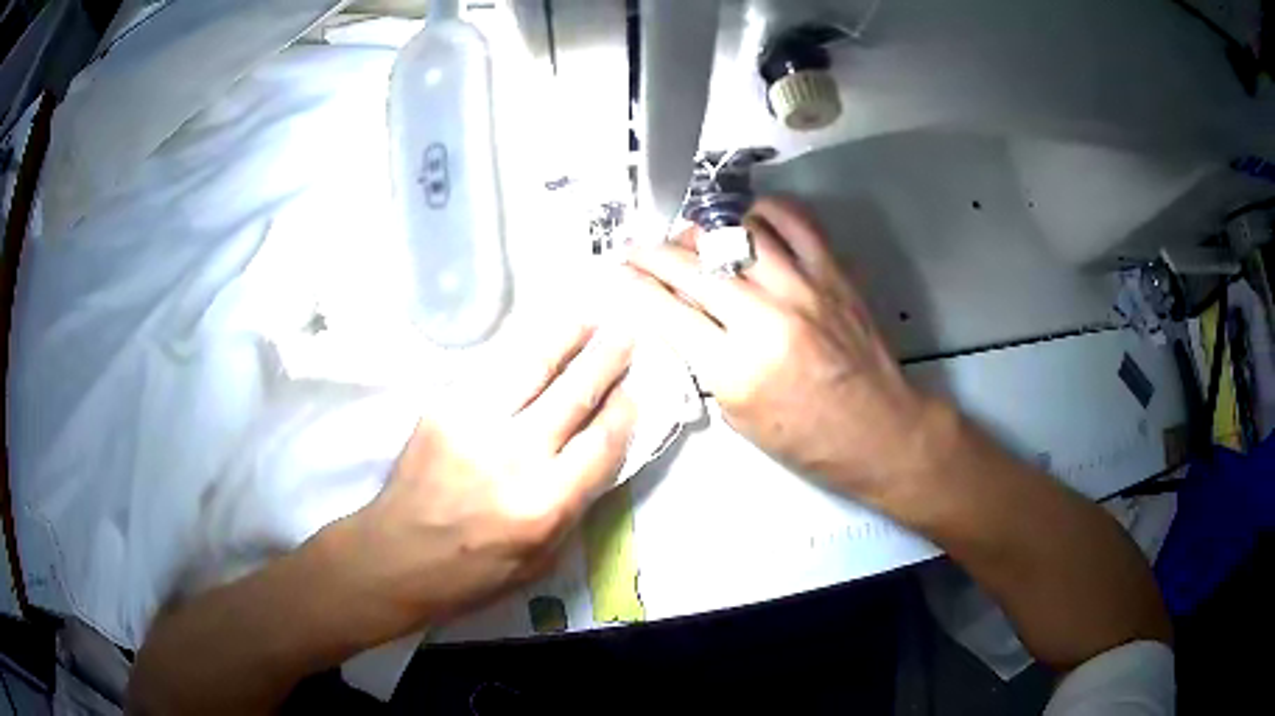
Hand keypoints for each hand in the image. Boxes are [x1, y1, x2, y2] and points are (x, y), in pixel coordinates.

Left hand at [342, 321, 636, 629]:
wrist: (395, 555)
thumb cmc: (473, 572)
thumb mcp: (541, 560)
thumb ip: (574, 506)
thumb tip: (598, 453)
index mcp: (545, 504)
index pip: (601, 442)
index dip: (623, 410)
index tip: (635, 388)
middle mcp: (514, 456)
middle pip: (573, 394)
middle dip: (605, 359)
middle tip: (625, 332)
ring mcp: (474, 424)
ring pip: (531, 367)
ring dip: (565, 337)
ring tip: (587, 318)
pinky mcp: (443, 408)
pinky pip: (492, 372)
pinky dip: (521, 354)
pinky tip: (537, 342)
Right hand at [624, 198, 939, 498]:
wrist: (878, 431)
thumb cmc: (805, 439)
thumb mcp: (737, 415)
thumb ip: (703, 362)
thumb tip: (678, 316)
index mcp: (736, 368)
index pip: (666, 310)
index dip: (633, 286)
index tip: (617, 272)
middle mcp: (766, 318)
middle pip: (693, 267)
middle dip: (653, 253)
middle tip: (637, 248)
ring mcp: (804, 288)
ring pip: (737, 233)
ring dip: (703, 230)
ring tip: (691, 237)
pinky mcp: (833, 274)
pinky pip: (794, 221)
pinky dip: (763, 212)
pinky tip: (747, 220)